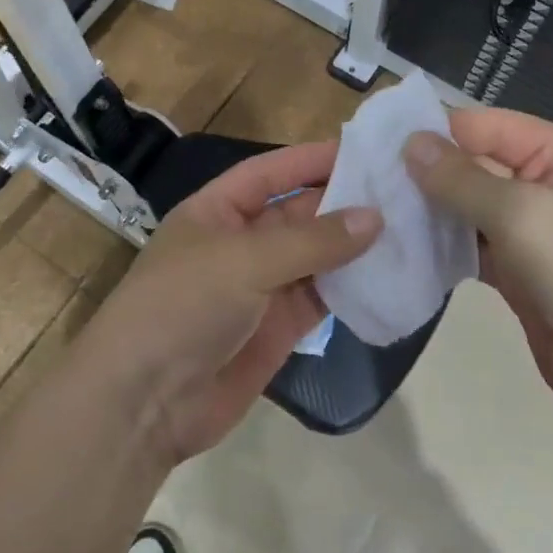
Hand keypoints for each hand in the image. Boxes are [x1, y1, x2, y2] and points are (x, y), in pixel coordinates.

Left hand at [87, 142, 380, 465]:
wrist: (144, 402)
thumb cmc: (184, 306)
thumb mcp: (244, 261)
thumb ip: (312, 240)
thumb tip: (375, 217)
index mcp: (217, 211)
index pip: (271, 173)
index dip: (312, 159)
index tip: (365, 150)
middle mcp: (241, 243)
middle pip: (299, 213)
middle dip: (343, 202)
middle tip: (402, 191)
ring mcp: (261, 287)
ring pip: (316, 257)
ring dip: (354, 246)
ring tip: (409, 227)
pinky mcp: (279, 328)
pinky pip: (321, 298)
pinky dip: (352, 288)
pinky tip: (390, 276)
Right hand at [404, 110, 552, 420]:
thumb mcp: (524, 212)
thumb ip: (463, 177)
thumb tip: (411, 143)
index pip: (490, 126)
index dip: (439, 130)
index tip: (382, 140)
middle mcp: (548, 187)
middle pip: (477, 166)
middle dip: (428, 172)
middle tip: (368, 177)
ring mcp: (534, 233)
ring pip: (470, 209)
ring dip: (430, 211)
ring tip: (376, 209)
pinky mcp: (519, 274)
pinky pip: (472, 248)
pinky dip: (442, 247)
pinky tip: (402, 246)